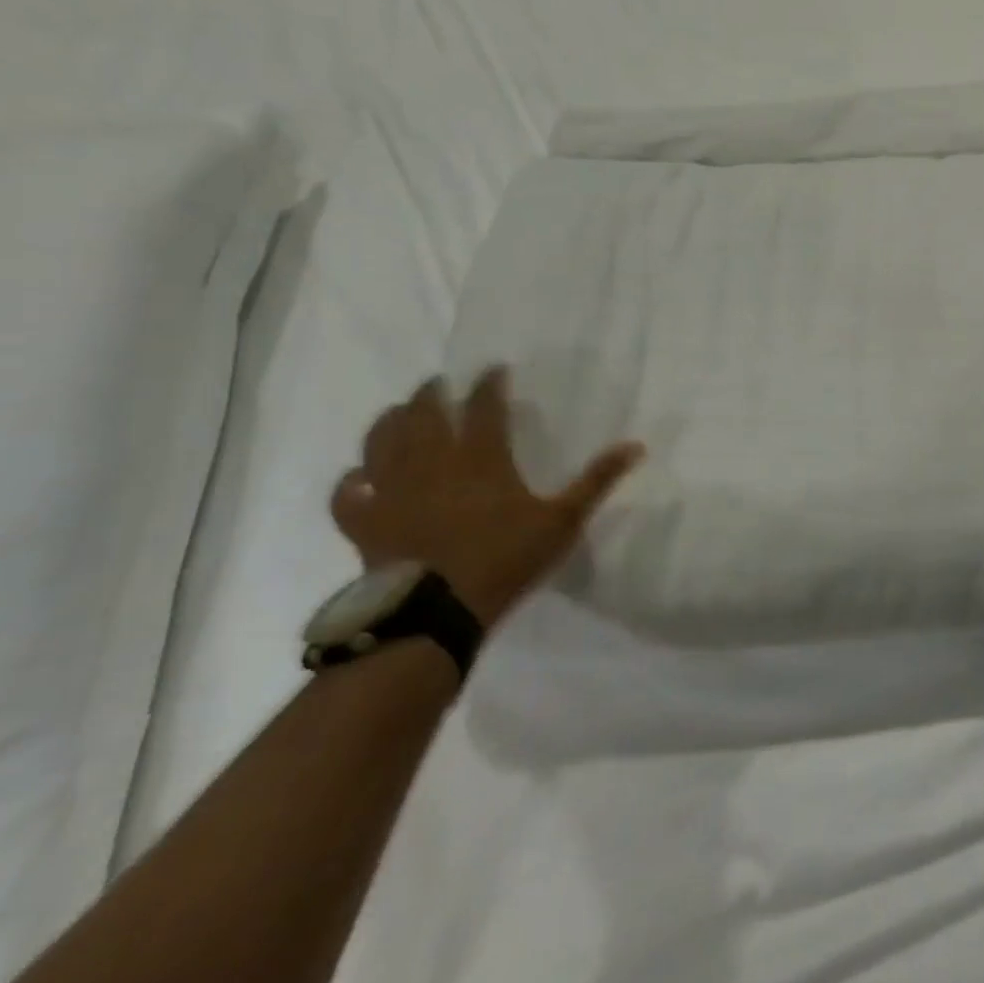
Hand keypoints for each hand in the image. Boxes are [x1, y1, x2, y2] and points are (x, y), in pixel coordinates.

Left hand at [331, 366, 643, 628]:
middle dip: (432, 393)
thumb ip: (596, 481)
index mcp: (480, 459)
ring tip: (399, 412)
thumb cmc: (504, 560)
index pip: (484, 407)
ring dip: (389, 422)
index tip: (494, 369)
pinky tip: (357, 476)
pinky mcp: (365, 523)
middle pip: (424, 415)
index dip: (489, 384)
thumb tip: (636, 445)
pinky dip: (350, 481)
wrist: (435, 613)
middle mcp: (431, 464)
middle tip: (438, 383)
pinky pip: (347, 494)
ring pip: (381, 443)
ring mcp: (392, 492)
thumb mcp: (562, 520)